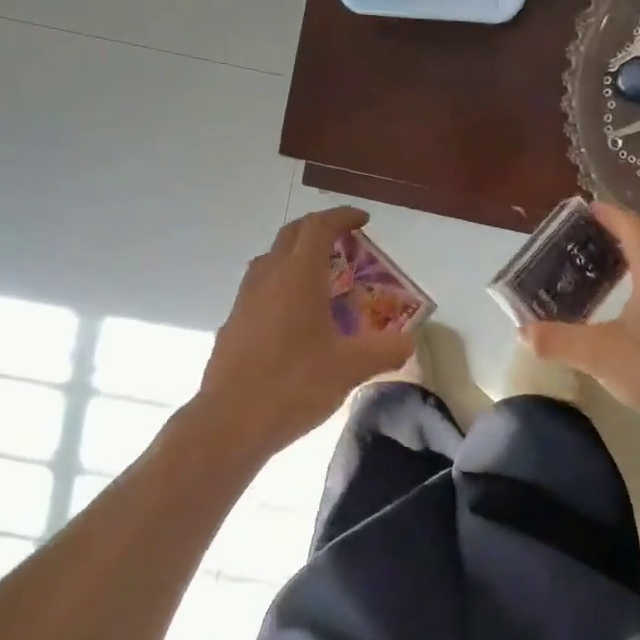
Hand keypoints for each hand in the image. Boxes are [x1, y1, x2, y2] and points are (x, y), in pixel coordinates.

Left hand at [199, 207, 413, 455]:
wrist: (230, 422)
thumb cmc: (293, 385)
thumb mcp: (349, 368)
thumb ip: (385, 350)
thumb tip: (409, 341)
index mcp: (297, 277)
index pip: (318, 227)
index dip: (341, 217)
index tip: (362, 220)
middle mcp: (267, 278)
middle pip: (291, 235)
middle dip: (319, 230)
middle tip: (345, 243)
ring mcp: (244, 300)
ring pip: (271, 260)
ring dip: (297, 257)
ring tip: (323, 279)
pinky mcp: (233, 324)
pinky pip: (260, 288)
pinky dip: (282, 286)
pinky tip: (296, 319)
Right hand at [520, 203, 639, 456]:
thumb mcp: (601, 356)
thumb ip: (558, 340)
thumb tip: (523, 331)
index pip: (632, 225)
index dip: (607, 214)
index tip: (581, 211)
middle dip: (617, 234)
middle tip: (582, 242)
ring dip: (634, 259)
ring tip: (601, 270)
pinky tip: (630, 308)